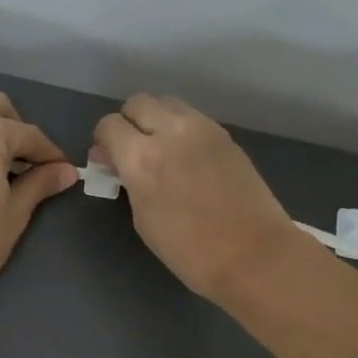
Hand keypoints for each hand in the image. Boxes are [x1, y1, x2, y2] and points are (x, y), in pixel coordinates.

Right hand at [91, 95, 297, 301]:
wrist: (253, 254)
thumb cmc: (189, 250)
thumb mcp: (143, 219)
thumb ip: (130, 181)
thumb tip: (120, 163)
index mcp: (142, 158)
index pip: (109, 126)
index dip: (103, 142)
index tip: (109, 162)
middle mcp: (171, 131)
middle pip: (138, 103)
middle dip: (129, 124)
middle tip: (132, 152)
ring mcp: (203, 129)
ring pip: (167, 104)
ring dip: (156, 121)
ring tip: (161, 152)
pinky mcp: (225, 135)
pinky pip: (192, 118)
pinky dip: (180, 129)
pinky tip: (186, 159)